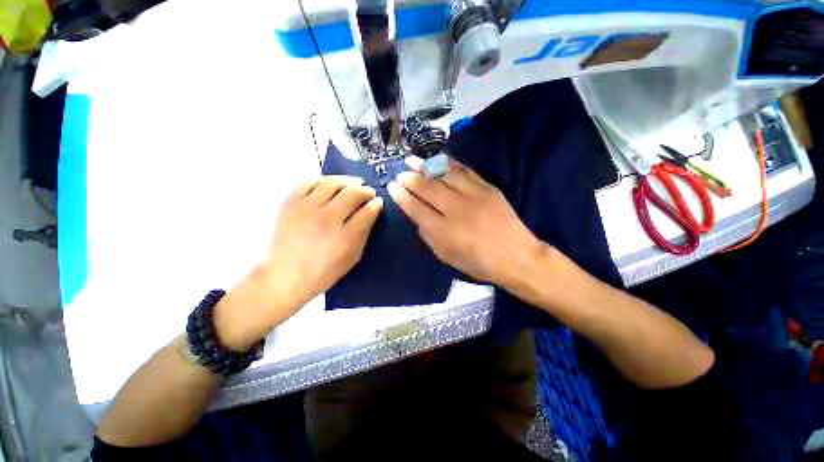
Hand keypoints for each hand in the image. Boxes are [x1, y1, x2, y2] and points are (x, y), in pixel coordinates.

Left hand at [215, 176, 382, 350]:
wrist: (284, 276)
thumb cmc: (324, 272)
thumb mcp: (352, 257)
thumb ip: (364, 233)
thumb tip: (371, 211)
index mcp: (345, 237)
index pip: (367, 211)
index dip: (376, 204)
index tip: (378, 202)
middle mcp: (327, 219)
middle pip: (352, 193)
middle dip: (365, 190)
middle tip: (368, 192)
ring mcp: (306, 208)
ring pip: (332, 183)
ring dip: (347, 181)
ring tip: (352, 184)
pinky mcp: (289, 203)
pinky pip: (308, 181)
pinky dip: (322, 180)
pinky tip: (328, 185)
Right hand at [388, 157, 545, 289]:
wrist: (517, 256)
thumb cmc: (479, 263)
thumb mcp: (447, 257)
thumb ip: (429, 236)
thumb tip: (419, 217)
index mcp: (445, 232)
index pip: (417, 209)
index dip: (402, 197)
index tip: (392, 187)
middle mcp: (457, 210)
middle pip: (428, 189)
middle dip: (410, 179)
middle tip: (400, 173)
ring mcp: (474, 196)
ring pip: (444, 175)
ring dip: (425, 166)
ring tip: (412, 160)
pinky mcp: (488, 188)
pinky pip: (464, 171)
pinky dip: (448, 164)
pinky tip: (437, 159)